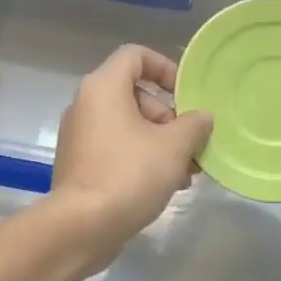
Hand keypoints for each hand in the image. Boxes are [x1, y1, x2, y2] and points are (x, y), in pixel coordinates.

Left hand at [49, 45, 213, 266]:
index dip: (165, 67)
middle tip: (189, 144)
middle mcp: (85, 105)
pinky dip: (141, 158)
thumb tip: (201, 117)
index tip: (186, 95)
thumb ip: (194, 124)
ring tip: (186, 172)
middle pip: (134, 94)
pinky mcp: (79, 164)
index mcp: (103, 88)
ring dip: (160, 142)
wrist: (83, 225)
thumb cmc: (130, 174)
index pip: (135, 55)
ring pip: (128, 126)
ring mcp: (79, 136)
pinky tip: (166, 185)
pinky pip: (115, 148)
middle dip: (169, 117)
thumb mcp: (175, 146)